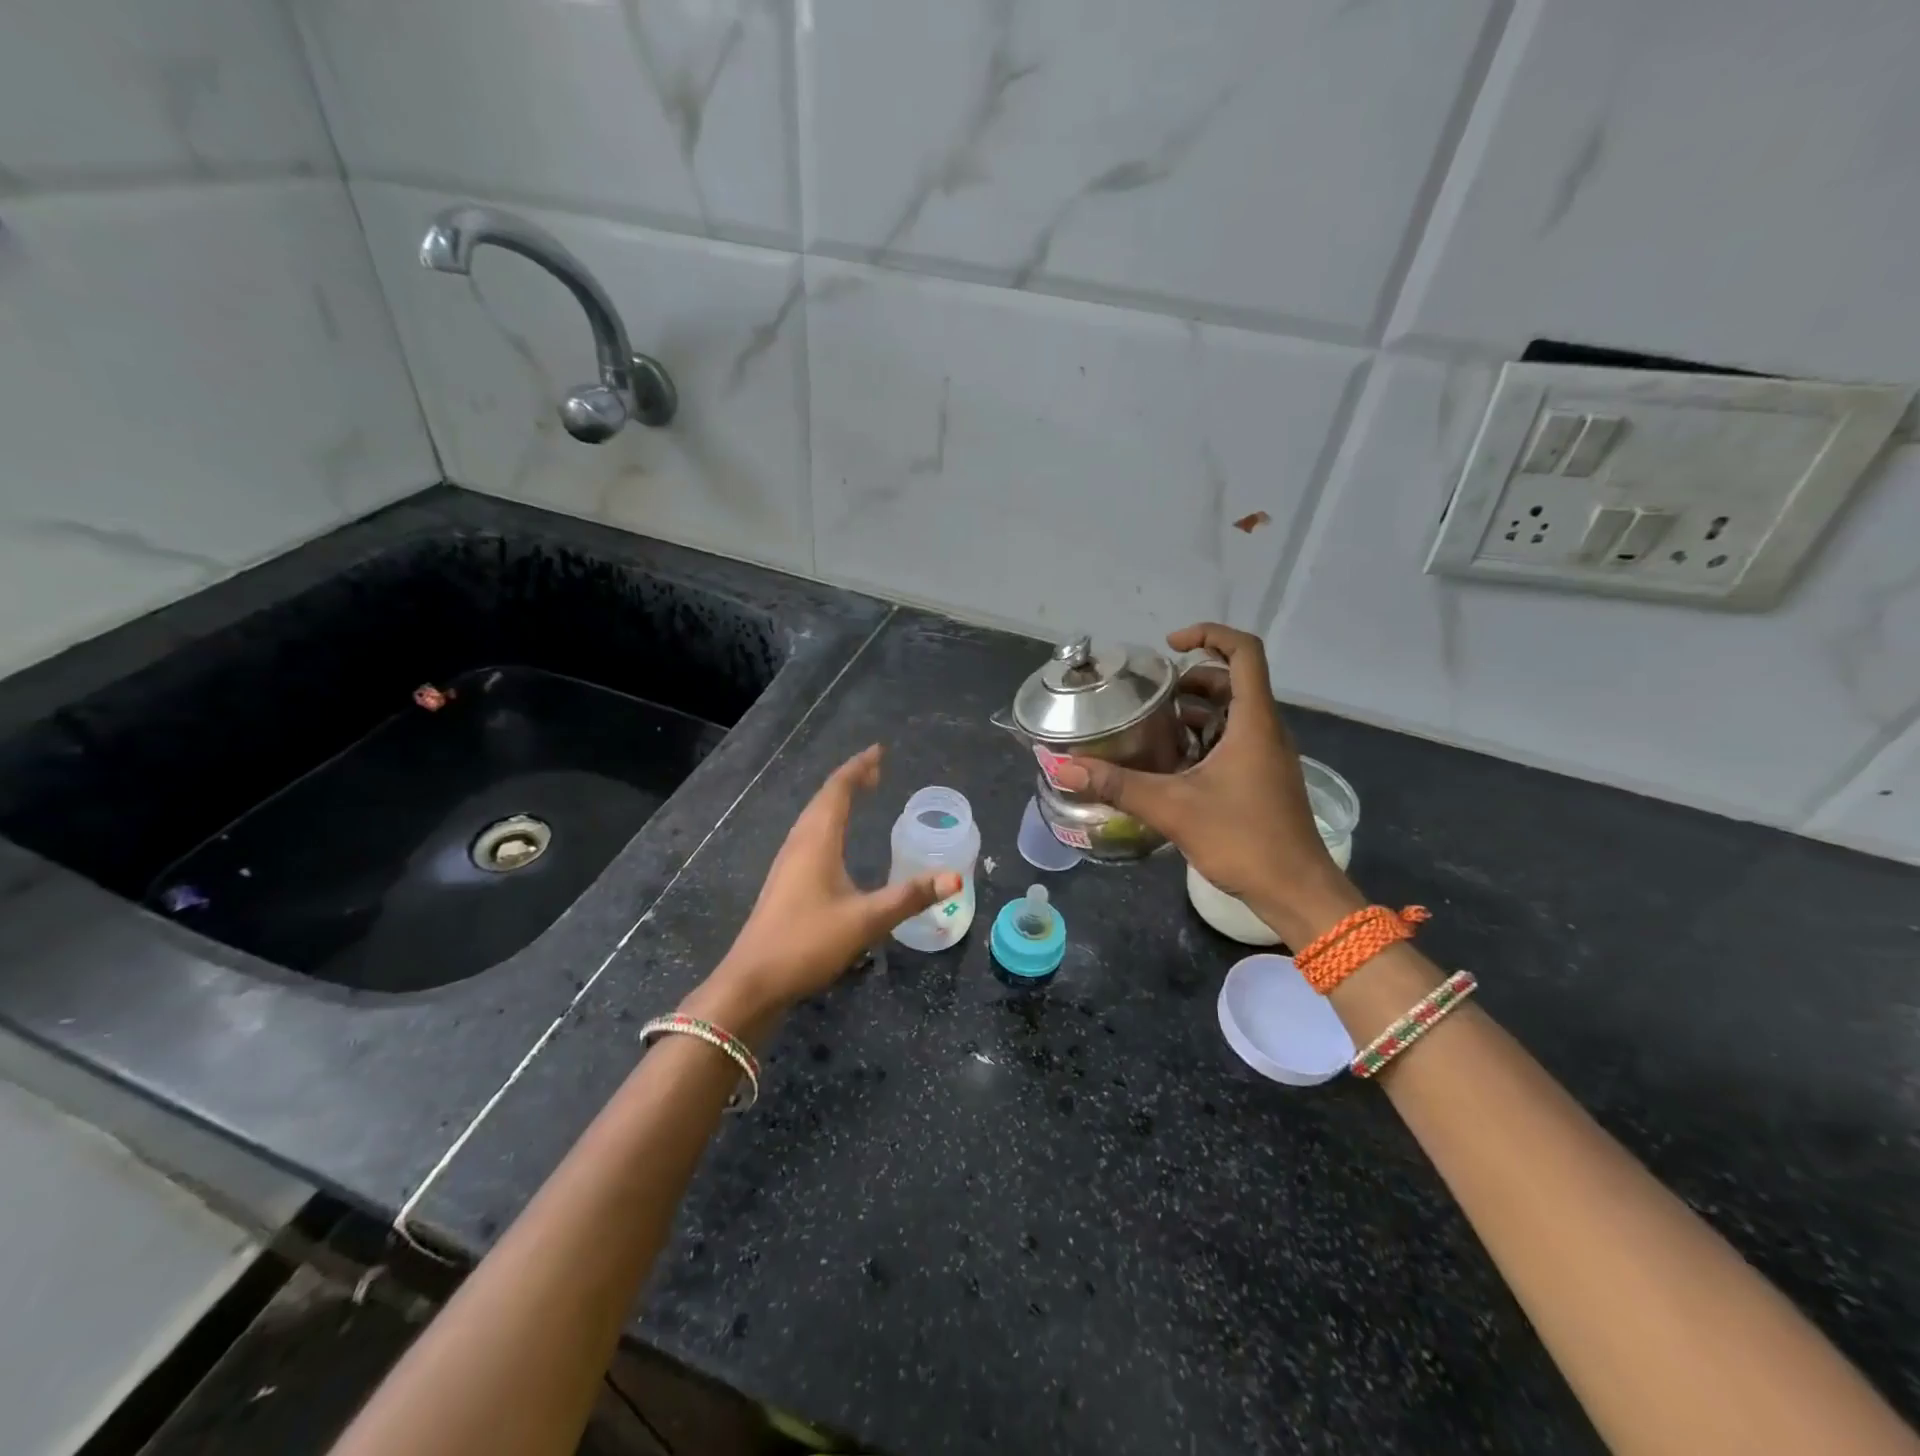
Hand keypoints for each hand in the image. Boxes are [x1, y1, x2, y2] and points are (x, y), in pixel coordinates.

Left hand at [699, 745, 959, 1023]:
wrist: (752, 982)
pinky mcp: (784, 883)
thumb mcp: (866, 920)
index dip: (858, 769)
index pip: (838, 791)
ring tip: (859, 795)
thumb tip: (954, 878)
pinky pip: (808, 836)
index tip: (878, 752)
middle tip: (876, 770)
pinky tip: (833, 841)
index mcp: (817, 842)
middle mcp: (799, 844)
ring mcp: (787, 863)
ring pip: (813, 818)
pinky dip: (827, 822)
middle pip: (823, 799)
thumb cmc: (808, 943)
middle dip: (850, 780)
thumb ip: (910, 897)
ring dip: (836, 800)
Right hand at [1052, 623, 1361, 944]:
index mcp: (1254, 722)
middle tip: (1149, 695)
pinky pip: (1233, 741)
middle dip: (1189, 679)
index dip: (1209, 635)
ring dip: (1194, 711)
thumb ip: (1118, 785)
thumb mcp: (1173, 808)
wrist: (1296, 891)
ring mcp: (1266, 755)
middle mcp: (1265, 730)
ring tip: (1150, 726)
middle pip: (1231, 681)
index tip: (1170, 645)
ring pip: (1231, 713)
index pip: (1244, 653)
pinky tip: (1169, 764)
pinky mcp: (1262, 778)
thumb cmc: (1244, 840)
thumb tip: (1065, 766)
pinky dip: (1202, 739)